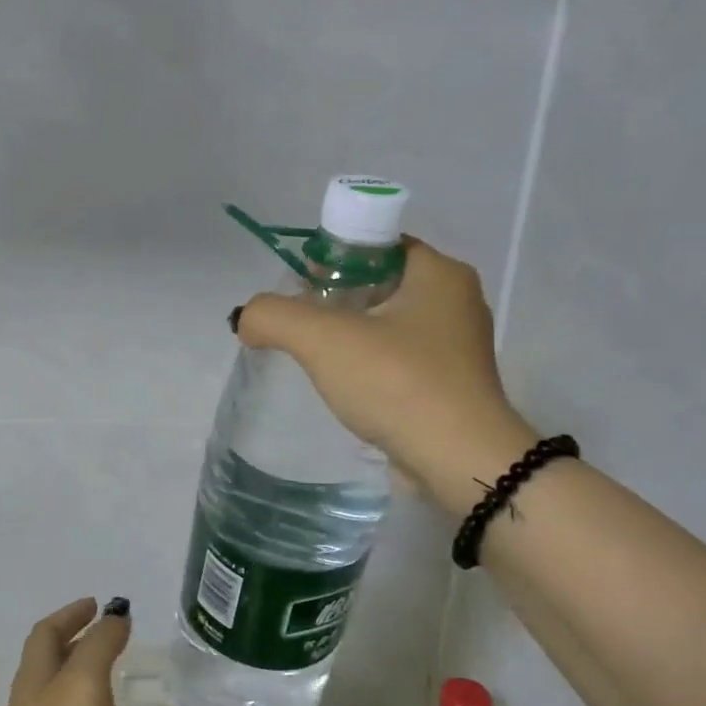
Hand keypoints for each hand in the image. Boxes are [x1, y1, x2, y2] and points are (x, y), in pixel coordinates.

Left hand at [0, 598, 130, 705]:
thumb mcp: (84, 686)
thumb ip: (100, 647)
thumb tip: (114, 614)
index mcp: (34, 678)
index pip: (46, 633)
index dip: (69, 614)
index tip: (96, 603)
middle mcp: (29, 704)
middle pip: (47, 660)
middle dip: (74, 639)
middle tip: (107, 633)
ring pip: (56, 692)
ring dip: (79, 673)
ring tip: (109, 672)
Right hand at [236, 237, 536, 514]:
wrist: (458, 462)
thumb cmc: (398, 383)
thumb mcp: (323, 339)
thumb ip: (274, 316)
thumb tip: (247, 319)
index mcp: (440, 273)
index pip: (378, 243)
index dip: (333, 258)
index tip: (301, 290)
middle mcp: (457, 301)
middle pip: (380, 283)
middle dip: (336, 300)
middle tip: (300, 324)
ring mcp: (458, 347)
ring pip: (389, 324)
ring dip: (351, 336)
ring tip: (316, 358)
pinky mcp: (453, 385)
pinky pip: (400, 360)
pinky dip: (371, 366)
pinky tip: (347, 387)